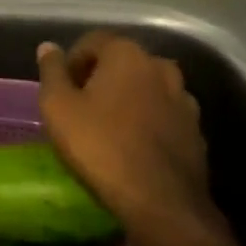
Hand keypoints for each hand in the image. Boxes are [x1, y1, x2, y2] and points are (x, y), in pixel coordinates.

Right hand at [36, 32, 212, 229]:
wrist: (163, 203)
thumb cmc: (101, 147)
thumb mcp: (59, 108)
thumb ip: (52, 72)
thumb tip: (48, 47)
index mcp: (126, 53)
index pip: (92, 41)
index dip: (73, 62)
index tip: (62, 89)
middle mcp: (160, 66)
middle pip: (122, 63)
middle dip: (101, 79)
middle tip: (81, 108)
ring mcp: (184, 98)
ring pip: (146, 89)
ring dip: (128, 101)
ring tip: (110, 130)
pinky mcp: (197, 130)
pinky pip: (164, 116)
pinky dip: (149, 123)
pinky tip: (135, 148)